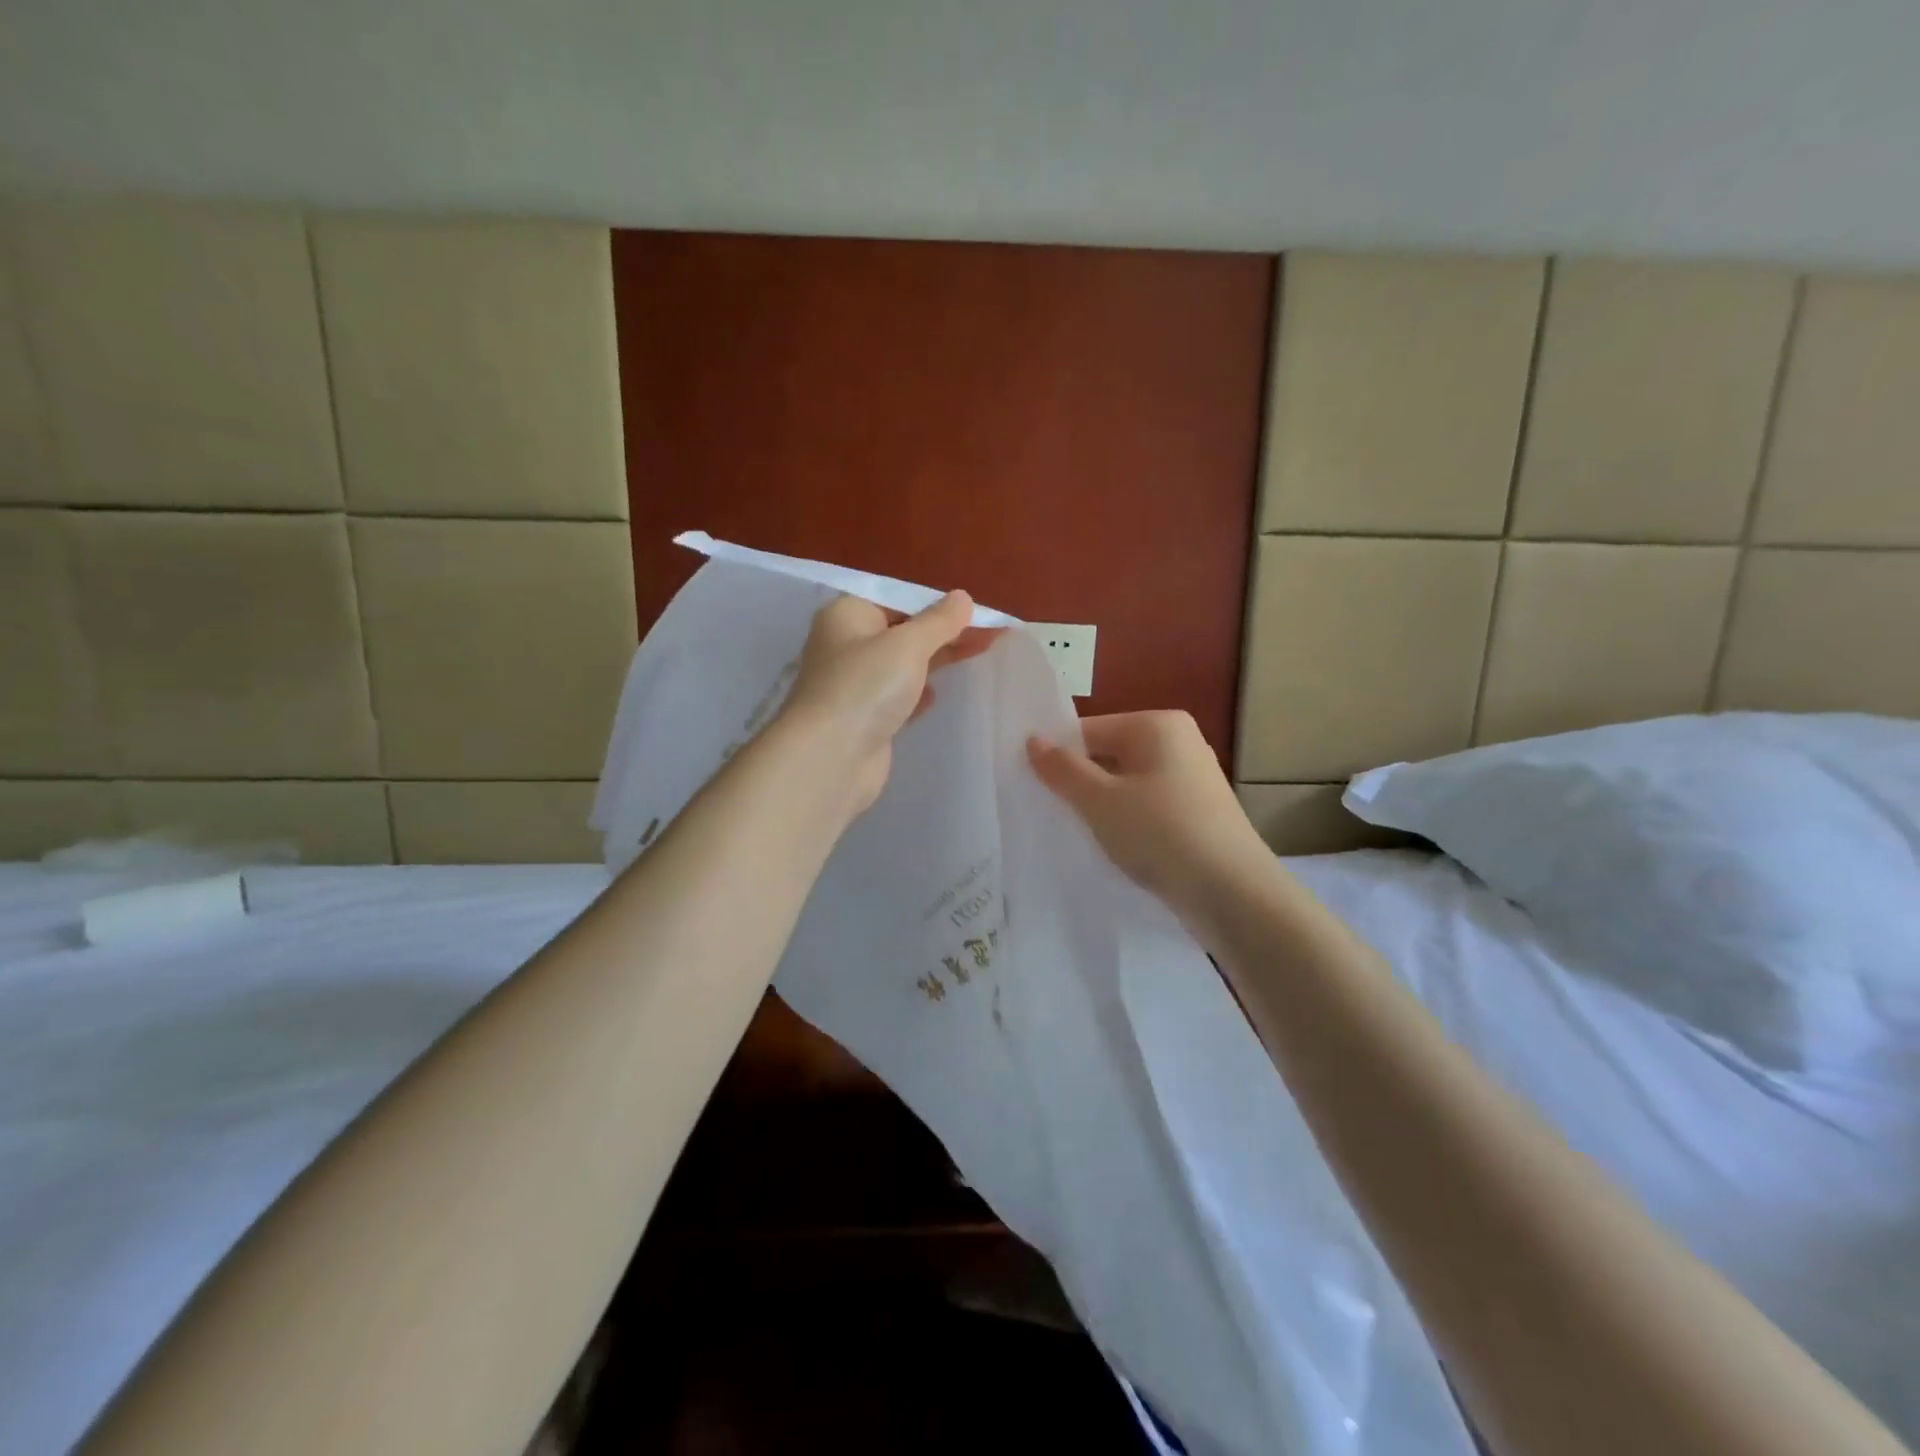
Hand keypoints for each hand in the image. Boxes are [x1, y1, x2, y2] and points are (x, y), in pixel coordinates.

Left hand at [778, 591, 1001, 816]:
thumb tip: (963, 597)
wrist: (831, 758)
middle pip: (902, 629)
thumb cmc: (866, 687)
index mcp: (847, 614)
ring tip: (979, 651)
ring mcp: (854, 684)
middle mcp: (846, 645)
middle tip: (990, 629)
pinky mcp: (865, 718)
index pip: (896, 597)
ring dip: (936, 659)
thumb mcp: (908, 644)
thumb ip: (939, 621)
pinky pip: (898, 696)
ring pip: (902, 664)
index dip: (936, 601)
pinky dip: (919, 692)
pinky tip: (939, 694)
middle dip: (944, 630)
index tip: (974, 606)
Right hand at [1028, 711, 1271, 922]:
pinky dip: (1129, 821)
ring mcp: (1193, 777)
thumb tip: (1032, 740)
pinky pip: (1149, 805)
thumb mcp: (1100, 801)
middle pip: (1109, 755)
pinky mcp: (1199, 811)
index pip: (1089, 731)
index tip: (1033, 789)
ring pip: (1128, 783)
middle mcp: (1180, 741)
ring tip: (1081, 833)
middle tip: (1052, 814)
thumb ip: (1062, 769)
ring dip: (1103, 806)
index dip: (1059, 758)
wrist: (1233, 894)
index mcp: (1157, 724)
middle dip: (1081, 783)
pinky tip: (1117, 846)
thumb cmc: (1160, 833)